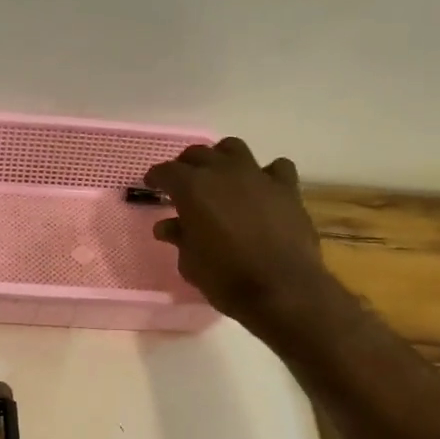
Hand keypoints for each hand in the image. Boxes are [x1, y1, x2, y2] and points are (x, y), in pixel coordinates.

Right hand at [147, 138, 328, 330]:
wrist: (282, 290)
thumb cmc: (226, 279)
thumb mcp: (190, 263)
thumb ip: (179, 238)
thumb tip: (168, 226)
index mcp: (192, 189)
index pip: (166, 171)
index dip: (157, 177)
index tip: (153, 185)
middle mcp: (223, 172)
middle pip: (198, 154)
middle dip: (186, 166)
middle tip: (183, 183)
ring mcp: (258, 176)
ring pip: (234, 149)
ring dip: (222, 158)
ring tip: (220, 177)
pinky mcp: (287, 188)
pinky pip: (275, 168)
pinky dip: (266, 174)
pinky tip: (263, 189)